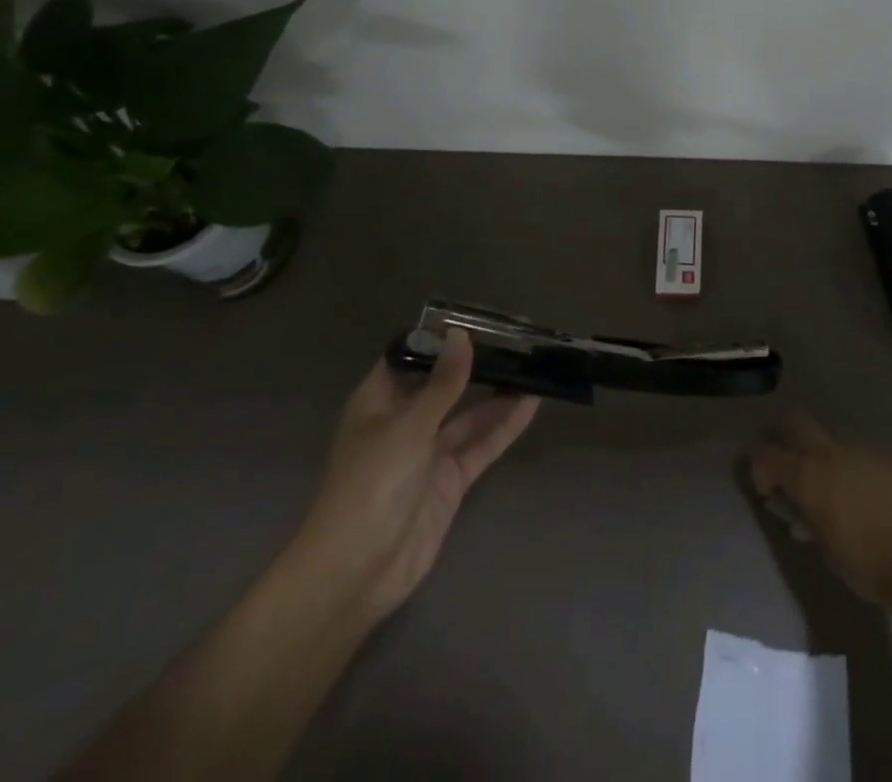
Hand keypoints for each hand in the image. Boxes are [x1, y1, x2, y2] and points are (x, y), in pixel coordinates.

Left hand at [288, 330, 538, 629]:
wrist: (358, 572)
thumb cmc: (372, 484)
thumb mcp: (409, 425)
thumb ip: (443, 383)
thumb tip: (461, 335)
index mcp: (378, 402)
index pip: (407, 359)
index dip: (437, 340)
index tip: (473, 319)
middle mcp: (403, 423)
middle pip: (443, 386)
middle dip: (474, 366)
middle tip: (514, 339)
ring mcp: (427, 454)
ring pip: (467, 416)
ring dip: (496, 395)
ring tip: (532, 366)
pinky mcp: (449, 482)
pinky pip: (480, 446)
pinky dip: (504, 427)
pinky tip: (532, 404)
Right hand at [747, 412, 891, 601]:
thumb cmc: (865, 562)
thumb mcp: (825, 548)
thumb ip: (810, 522)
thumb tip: (804, 514)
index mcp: (807, 477)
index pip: (766, 455)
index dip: (758, 467)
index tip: (765, 491)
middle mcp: (829, 456)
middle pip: (796, 423)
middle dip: (783, 434)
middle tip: (784, 460)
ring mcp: (859, 455)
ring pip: (830, 445)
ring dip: (822, 461)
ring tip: (832, 495)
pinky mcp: (885, 463)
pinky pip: (858, 461)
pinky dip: (852, 475)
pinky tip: (864, 503)